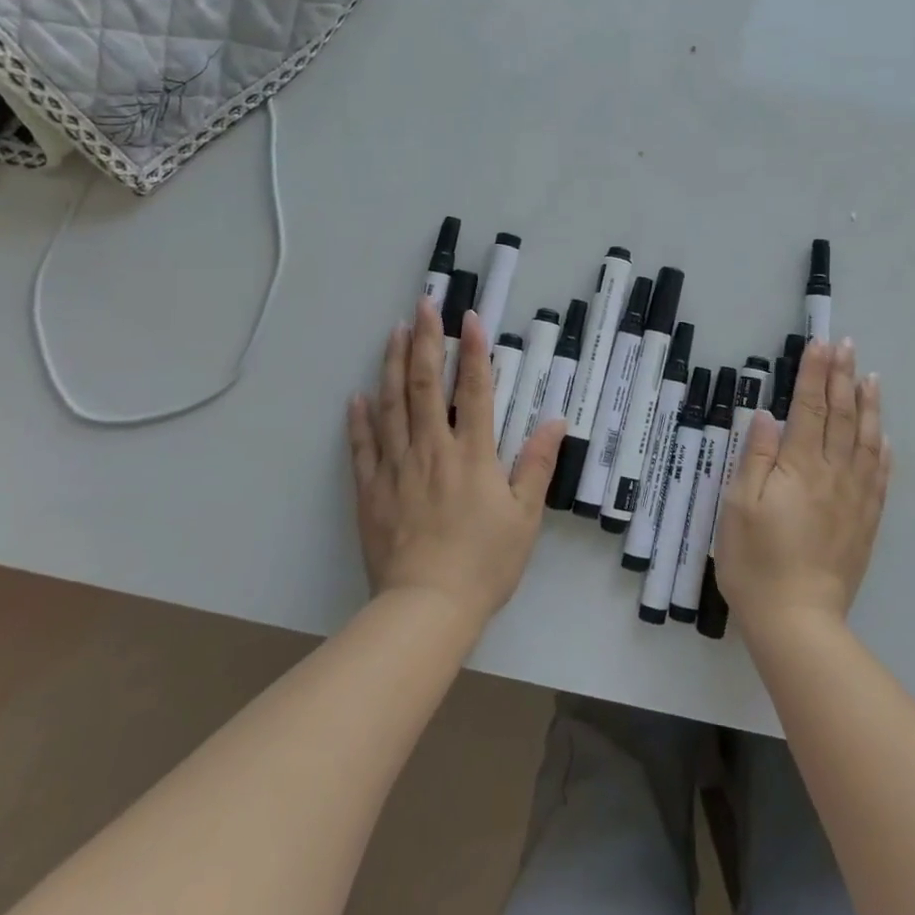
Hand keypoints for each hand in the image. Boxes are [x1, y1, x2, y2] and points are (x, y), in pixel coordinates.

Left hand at [346, 298, 565, 633]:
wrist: (426, 609)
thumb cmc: (484, 563)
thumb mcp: (524, 517)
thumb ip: (537, 464)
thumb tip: (556, 420)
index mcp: (472, 455)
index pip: (473, 390)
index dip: (473, 351)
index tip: (469, 317)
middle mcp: (432, 450)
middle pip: (425, 385)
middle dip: (425, 340)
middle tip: (423, 305)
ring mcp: (396, 468)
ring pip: (391, 405)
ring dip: (391, 365)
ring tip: (393, 332)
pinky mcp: (370, 491)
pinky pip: (362, 447)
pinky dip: (360, 419)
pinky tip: (358, 396)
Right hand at [714, 338, 890, 630]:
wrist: (797, 620)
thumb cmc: (755, 561)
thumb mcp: (738, 506)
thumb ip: (755, 457)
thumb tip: (767, 416)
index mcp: (799, 467)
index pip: (808, 408)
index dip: (814, 374)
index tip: (820, 343)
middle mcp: (833, 474)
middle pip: (840, 416)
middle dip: (842, 377)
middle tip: (847, 345)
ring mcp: (854, 499)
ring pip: (865, 441)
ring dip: (868, 405)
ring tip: (871, 377)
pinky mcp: (865, 523)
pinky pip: (879, 477)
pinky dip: (882, 451)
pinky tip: (884, 437)